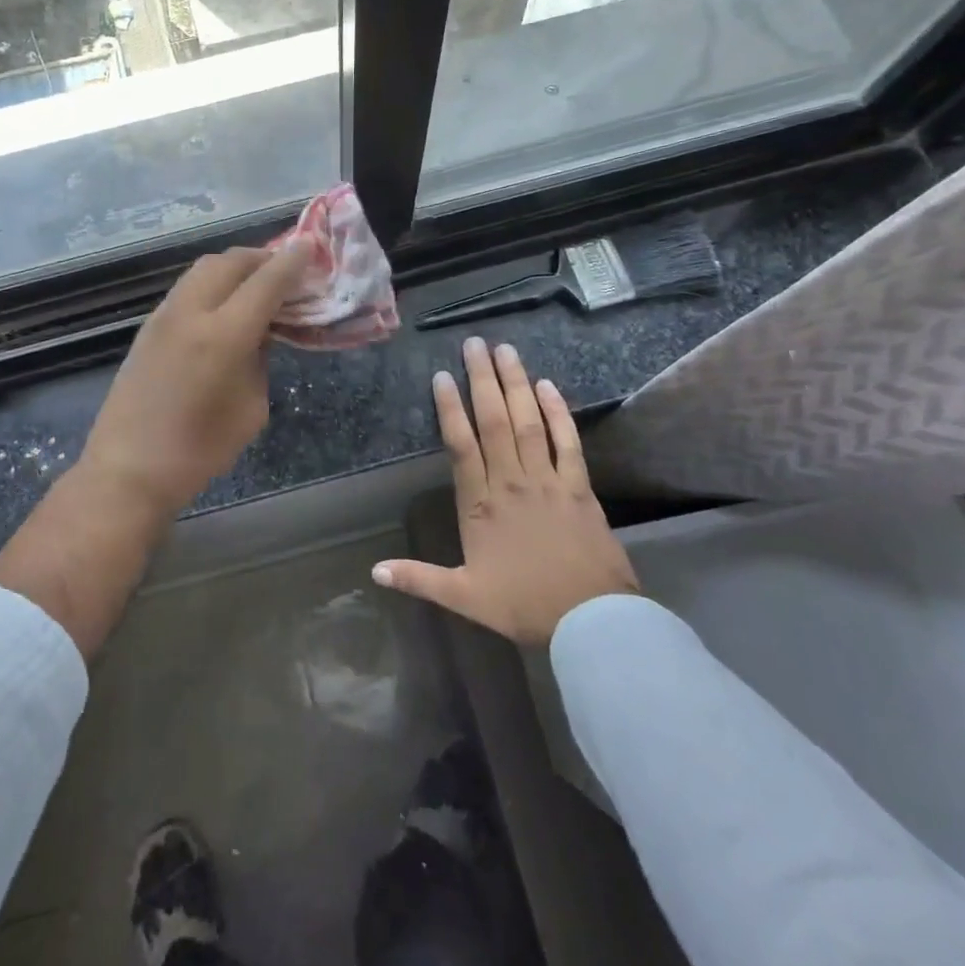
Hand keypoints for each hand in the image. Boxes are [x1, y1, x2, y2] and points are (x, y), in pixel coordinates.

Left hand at [79, 240, 314, 516]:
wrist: (129, 468)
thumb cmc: (200, 450)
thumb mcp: (251, 408)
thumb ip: (260, 359)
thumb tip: (260, 331)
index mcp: (223, 336)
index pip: (266, 282)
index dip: (292, 262)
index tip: (311, 247)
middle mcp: (191, 313)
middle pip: (230, 261)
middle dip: (262, 257)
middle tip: (285, 269)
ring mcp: (164, 316)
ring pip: (204, 269)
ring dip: (235, 267)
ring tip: (256, 282)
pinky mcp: (148, 327)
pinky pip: (187, 287)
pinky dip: (213, 283)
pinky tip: (224, 304)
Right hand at [373, 338, 638, 645]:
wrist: (590, 621)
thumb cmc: (524, 606)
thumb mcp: (464, 598)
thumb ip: (418, 579)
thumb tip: (373, 571)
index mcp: (481, 504)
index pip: (461, 445)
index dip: (450, 408)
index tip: (443, 376)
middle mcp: (511, 482)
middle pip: (494, 421)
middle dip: (483, 380)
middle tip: (475, 344)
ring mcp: (547, 480)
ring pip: (528, 422)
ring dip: (516, 384)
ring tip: (506, 350)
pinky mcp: (578, 486)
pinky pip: (567, 441)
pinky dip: (558, 412)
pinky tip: (548, 386)